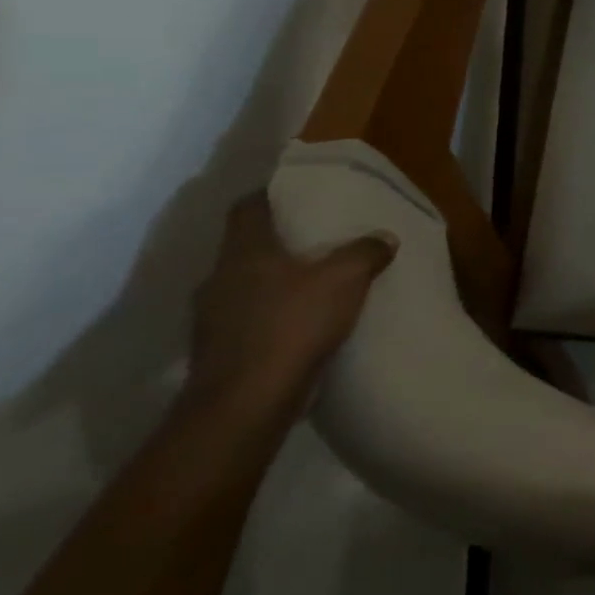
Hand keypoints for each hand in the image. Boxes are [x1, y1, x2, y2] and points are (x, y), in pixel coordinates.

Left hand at [186, 193, 395, 421]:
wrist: (245, 402)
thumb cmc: (292, 325)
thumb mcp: (345, 279)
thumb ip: (365, 253)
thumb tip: (383, 238)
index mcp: (245, 252)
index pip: (248, 209)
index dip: (270, 195)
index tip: (295, 192)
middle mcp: (218, 278)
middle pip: (247, 248)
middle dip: (278, 242)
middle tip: (316, 238)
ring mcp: (212, 318)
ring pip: (245, 285)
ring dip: (273, 282)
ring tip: (312, 283)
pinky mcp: (218, 350)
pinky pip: (246, 319)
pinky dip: (270, 315)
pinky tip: (299, 324)